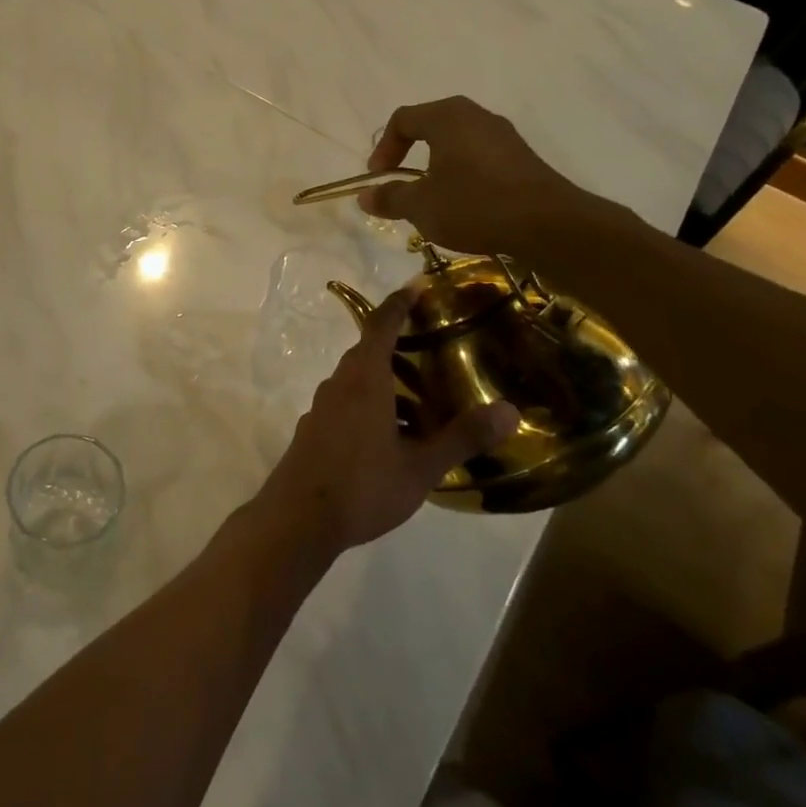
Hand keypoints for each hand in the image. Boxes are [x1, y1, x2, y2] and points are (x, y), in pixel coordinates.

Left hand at [256, 291, 519, 555]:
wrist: (297, 520)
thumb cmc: (362, 486)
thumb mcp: (420, 466)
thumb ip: (462, 437)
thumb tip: (508, 410)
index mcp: (364, 380)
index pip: (380, 325)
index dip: (399, 303)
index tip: (417, 287)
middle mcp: (338, 385)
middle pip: (367, 352)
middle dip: (397, 346)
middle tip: (433, 352)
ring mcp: (320, 409)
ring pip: (355, 381)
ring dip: (384, 381)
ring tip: (419, 402)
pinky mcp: (313, 431)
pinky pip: (344, 403)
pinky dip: (369, 404)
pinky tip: (388, 435)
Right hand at [358, 97, 599, 258]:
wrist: (548, 224)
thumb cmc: (475, 205)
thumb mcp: (422, 206)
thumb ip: (390, 197)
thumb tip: (365, 196)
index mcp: (448, 117)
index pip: (403, 119)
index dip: (384, 148)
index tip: (378, 178)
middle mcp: (476, 116)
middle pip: (430, 126)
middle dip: (409, 154)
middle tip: (400, 183)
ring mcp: (503, 135)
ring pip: (456, 142)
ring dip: (435, 166)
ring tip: (430, 198)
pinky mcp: (521, 158)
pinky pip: (479, 157)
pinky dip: (461, 174)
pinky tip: (462, 204)